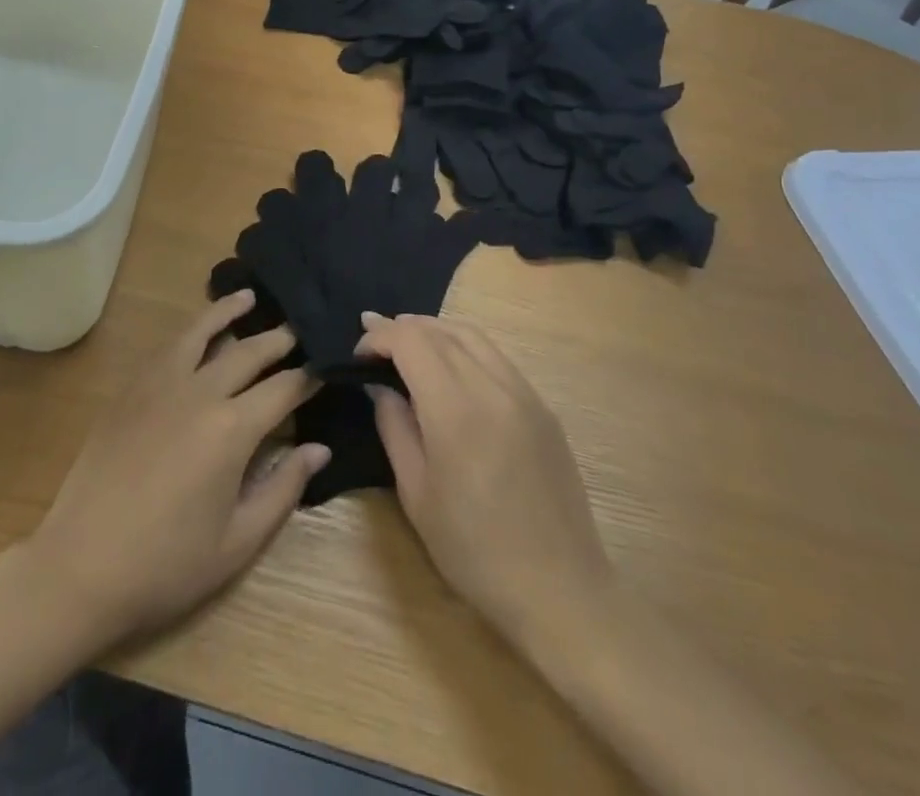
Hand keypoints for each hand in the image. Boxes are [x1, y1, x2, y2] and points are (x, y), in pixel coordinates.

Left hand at [25, 292, 328, 648]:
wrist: (81, 568)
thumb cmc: (167, 565)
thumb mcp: (238, 542)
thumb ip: (284, 489)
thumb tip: (319, 447)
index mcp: (232, 429)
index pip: (283, 388)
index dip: (310, 377)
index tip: (328, 366)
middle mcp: (199, 392)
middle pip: (248, 351)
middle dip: (279, 338)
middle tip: (301, 328)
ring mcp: (159, 385)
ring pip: (201, 332)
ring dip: (229, 311)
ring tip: (249, 297)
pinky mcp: (130, 390)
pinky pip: (167, 347)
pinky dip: (189, 330)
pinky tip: (196, 331)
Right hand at [355, 312, 610, 649]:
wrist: (560, 591)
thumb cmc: (475, 551)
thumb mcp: (417, 495)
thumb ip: (395, 428)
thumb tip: (382, 387)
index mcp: (456, 409)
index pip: (411, 341)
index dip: (380, 337)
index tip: (358, 353)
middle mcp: (493, 387)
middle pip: (441, 331)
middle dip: (402, 328)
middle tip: (373, 339)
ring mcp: (524, 393)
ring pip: (472, 336)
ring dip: (434, 330)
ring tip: (408, 342)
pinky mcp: (543, 407)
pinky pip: (497, 357)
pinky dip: (465, 347)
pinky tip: (451, 366)